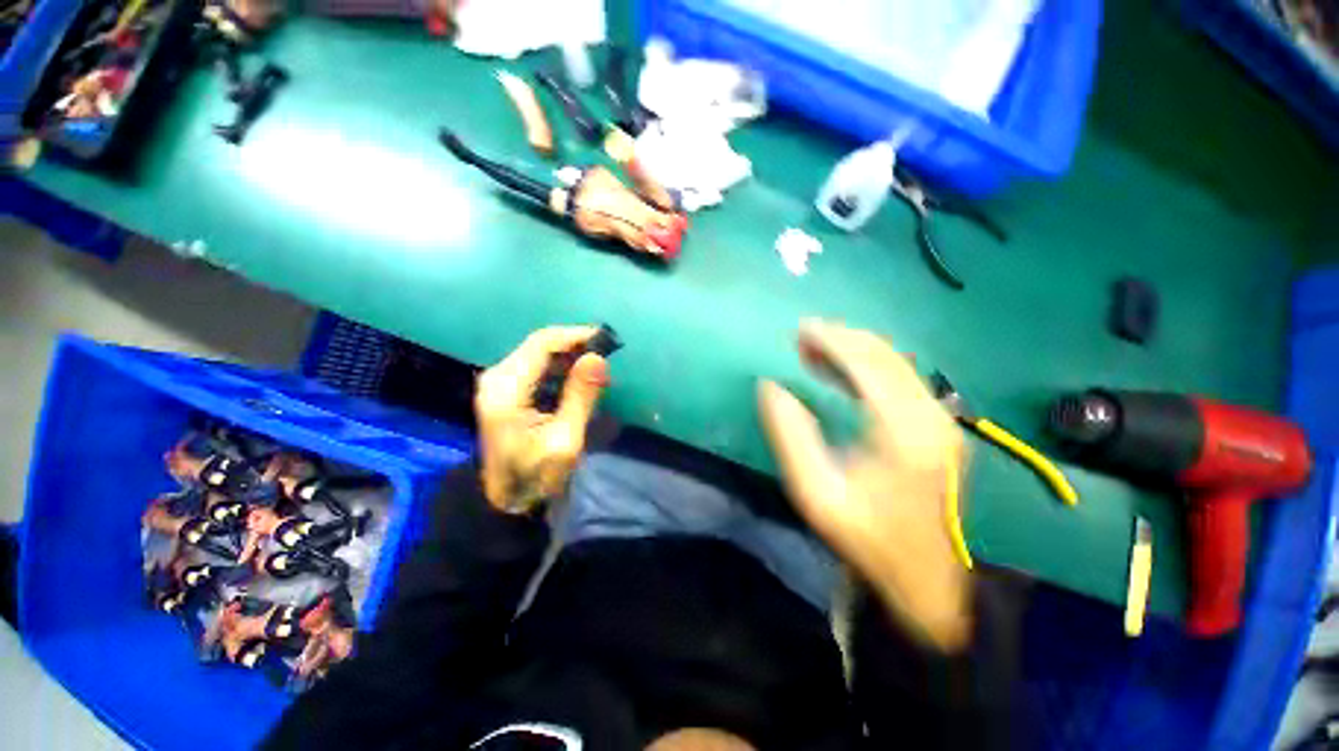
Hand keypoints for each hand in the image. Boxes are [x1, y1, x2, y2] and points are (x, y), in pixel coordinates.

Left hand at [476, 326, 609, 513]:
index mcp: (507, 389)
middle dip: (575, 344)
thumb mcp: (565, 441)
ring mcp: (498, 382)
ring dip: (569, 354)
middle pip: (539, 344)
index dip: (575, 335)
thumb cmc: (536, 476)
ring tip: (596, 365)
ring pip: (538, 351)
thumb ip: (580, 397)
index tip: (606, 340)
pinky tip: (577, 376)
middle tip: (606, 354)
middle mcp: (497, 377)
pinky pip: (536, 364)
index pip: (542, 344)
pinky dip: (560, 365)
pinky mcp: (504, 388)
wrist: (506, 500)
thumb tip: (598, 358)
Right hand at [758, 320, 971, 651]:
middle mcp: (931, 417)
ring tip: (819, 348)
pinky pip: (904, 379)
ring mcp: (942, 421)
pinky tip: (847, 371)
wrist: (924, 580)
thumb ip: (790, 434)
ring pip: (898, 363)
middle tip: (805, 336)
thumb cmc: (866, 538)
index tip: (801, 330)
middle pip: (886, 356)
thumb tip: (771, 386)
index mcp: (903, 431)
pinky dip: (872, 365)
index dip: (832, 340)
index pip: (867, 364)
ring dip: (857, 349)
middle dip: (843, 338)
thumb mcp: (816, 492)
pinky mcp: (940, 429)